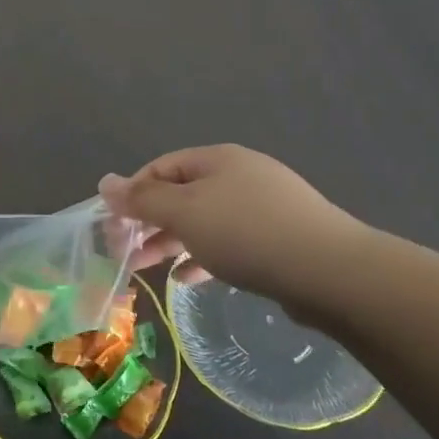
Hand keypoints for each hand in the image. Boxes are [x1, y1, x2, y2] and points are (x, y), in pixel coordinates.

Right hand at [99, 146, 374, 321]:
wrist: (333, 273)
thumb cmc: (247, 233)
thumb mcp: (185, 213)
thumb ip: (142, 200)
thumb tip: (104, 182)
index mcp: (217, 160)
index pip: (161, 168)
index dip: (133, 193)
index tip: (113, 225)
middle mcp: (241, 176)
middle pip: (182, 194)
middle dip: (150, 222)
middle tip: (124, 251)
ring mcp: (265, 207)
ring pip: (206, 221)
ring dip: (173, 242)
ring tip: (149, 269)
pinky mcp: (282, 240)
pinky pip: (231, 243)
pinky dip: (205, 257)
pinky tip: (189, 279)